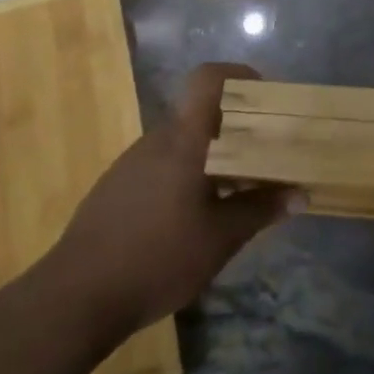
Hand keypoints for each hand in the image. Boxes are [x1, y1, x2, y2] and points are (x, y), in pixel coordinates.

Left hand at [42, 63, 294, 338]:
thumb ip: (261, 210)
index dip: (239, 75)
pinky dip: (189, 175)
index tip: (265, 97)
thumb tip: (300, 194)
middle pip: (203, 113)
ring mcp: (133, 162)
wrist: (74, 298)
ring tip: (238, 192)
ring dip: (215, 156)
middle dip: (238, 129)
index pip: (209, 78)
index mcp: (184, 141)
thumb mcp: (220, 239)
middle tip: (266, 156)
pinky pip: (164, 164)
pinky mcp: (118, 186)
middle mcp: (158, 140)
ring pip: (185, 142)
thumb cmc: (156, 259)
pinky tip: (196, 217)